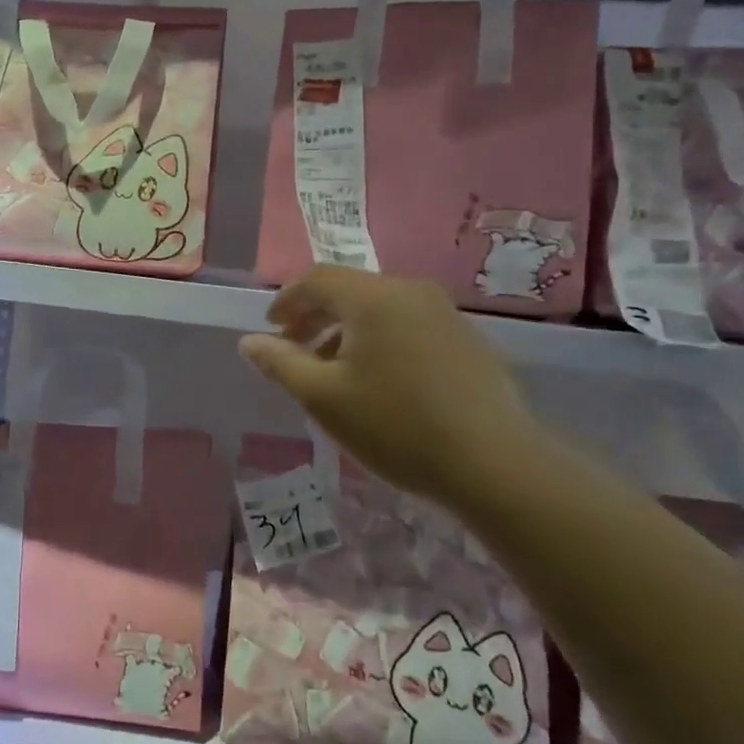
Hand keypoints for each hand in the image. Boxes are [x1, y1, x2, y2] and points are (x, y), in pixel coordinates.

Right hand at [238, 267, 546, 504]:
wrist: (494, 464)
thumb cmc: (396, 426)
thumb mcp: (323, 398)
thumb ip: (281, 363)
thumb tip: (249, 342)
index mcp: (373, 298)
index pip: (316, 279)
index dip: (287, 300)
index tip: (271, 329)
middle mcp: (410, 292)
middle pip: (349, 290)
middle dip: (315, 316)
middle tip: (294, 350)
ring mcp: (444, 314)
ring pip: (380, 309)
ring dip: (346, 331)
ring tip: (333, 371)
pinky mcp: (466, 340)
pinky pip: (408, 325)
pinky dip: (380, 340)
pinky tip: (379, 381)